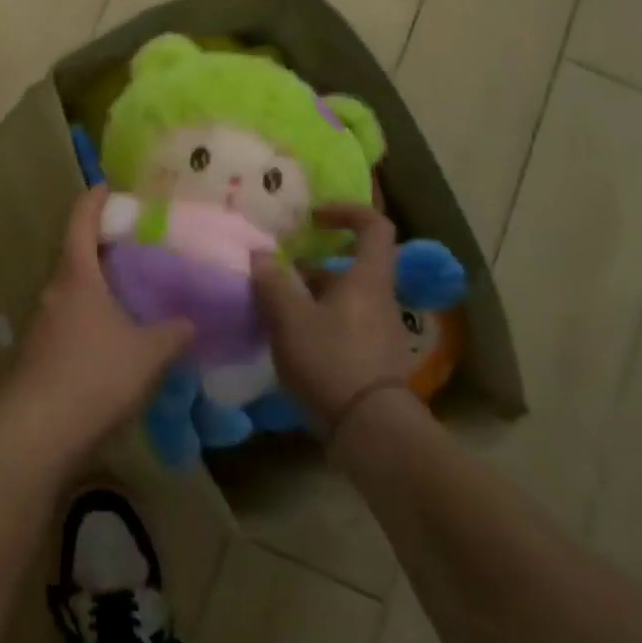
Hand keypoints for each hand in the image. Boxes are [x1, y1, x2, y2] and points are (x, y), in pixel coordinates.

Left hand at [4, 187, 193, 463]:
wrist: (36, 430)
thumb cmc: (94, 374)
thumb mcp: (147, 353)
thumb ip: (173, 333)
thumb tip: (192, 321)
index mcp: (76, 275)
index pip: (80, 221)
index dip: (94, 200)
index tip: (108, 186)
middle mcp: (54, 291)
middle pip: (75, 254)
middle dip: (102, 245)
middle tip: (137, 243)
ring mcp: (42, 323)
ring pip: (73, 289)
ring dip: (97, 284)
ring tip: (132, 290)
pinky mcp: (40, 353)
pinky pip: (70, 319)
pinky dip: (92, 315)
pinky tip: (115, 336)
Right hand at [251, 205, 412, 434]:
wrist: (370, 430)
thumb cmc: (330, 359)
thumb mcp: (289, 317)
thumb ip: (272, 282)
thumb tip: (261, 254)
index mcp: (367, 279)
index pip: (374, 226)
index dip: (346, 211)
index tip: (313, 219)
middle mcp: (380, 299)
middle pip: (352, 266)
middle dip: (313, 265)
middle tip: (279, 273)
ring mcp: (381, 332)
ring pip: (345, 298)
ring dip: (312, 296)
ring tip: (275, 310)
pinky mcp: (373, 360)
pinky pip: (345, 326)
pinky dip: (319, 323)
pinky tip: (291, 342)